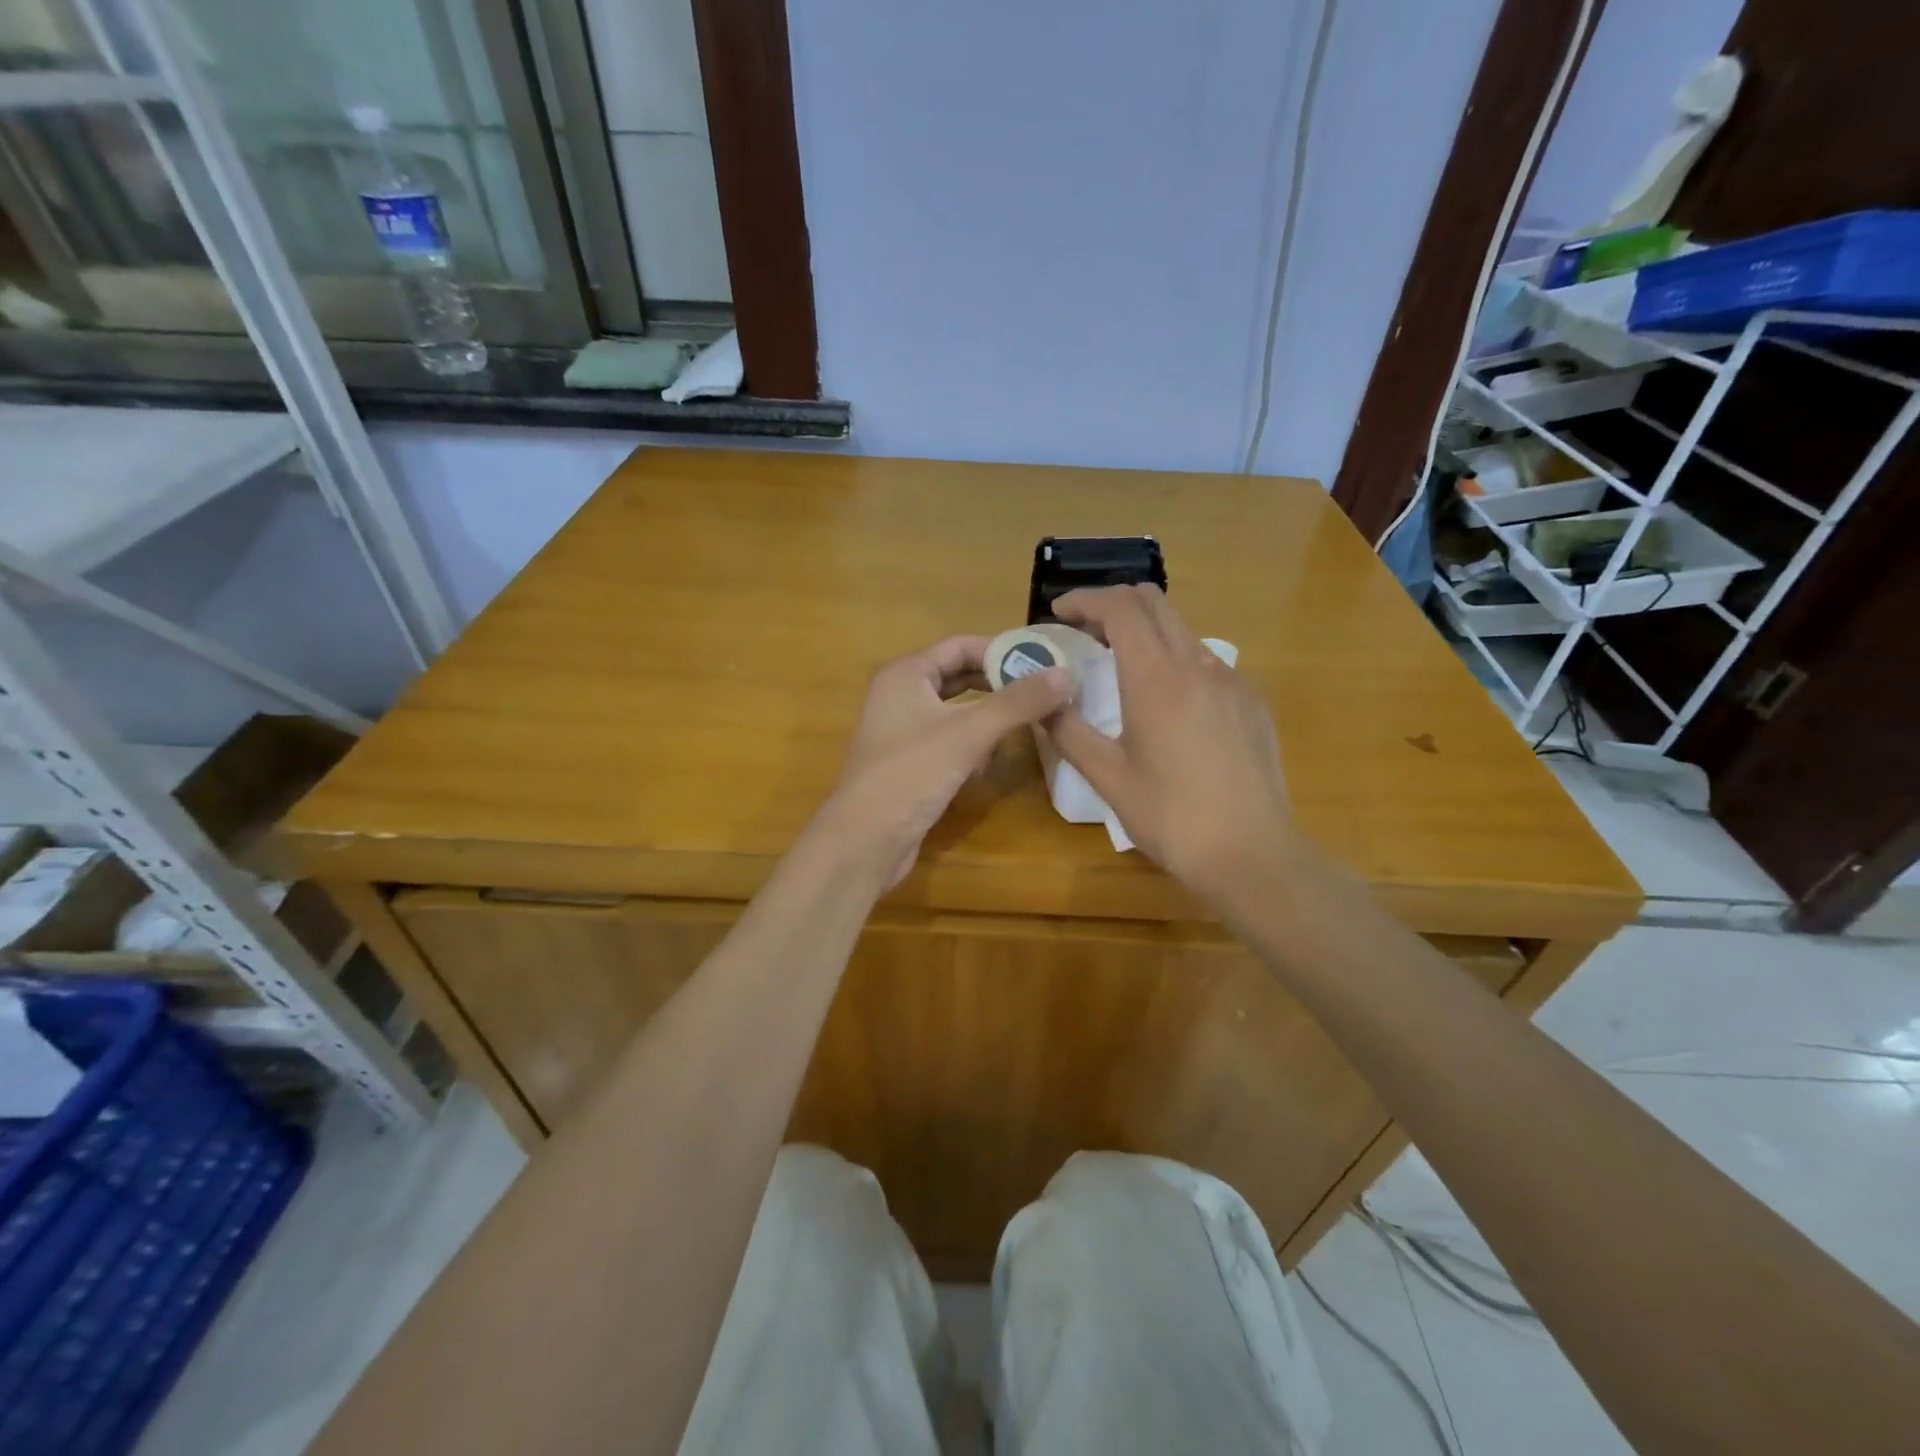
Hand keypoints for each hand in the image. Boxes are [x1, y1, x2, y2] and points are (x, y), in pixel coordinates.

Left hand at [816, 636, 1073, 887]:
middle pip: (959, 678)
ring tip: (1021, 728)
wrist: (864, 840)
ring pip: (956, 713)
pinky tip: (984, 768)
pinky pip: (948, 742)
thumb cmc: (911, 774)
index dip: (1001, 650)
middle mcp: (900, 695)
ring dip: (987, 720)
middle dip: (999, 686)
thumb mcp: (969, 734)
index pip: (960, 646)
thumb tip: (1065, 675)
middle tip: (1043, 693)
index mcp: (906, 674)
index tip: (1042, 661)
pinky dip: (970, 748)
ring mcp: (902, 731)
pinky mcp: (908, 763)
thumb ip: (1017, 703)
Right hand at [1044, 585, 1297, 905]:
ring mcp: (1232, 681)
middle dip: (1113, 605)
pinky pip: (1207, 663)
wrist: (1252, 854)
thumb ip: (1068, 730)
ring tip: (1119, 668)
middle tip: (1083, 633)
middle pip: (1154, 603)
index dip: (1084, 600)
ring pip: (1182, 631)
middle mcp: (1198, 665)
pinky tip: (1167, 705)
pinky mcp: (1251, 702)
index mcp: (1156, 679)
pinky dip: (1175, 661)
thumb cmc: (1171, 817)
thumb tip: (1042, 699)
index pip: (1120, 608)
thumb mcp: (1107, 776)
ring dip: (1145, 633)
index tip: (1058, 613)